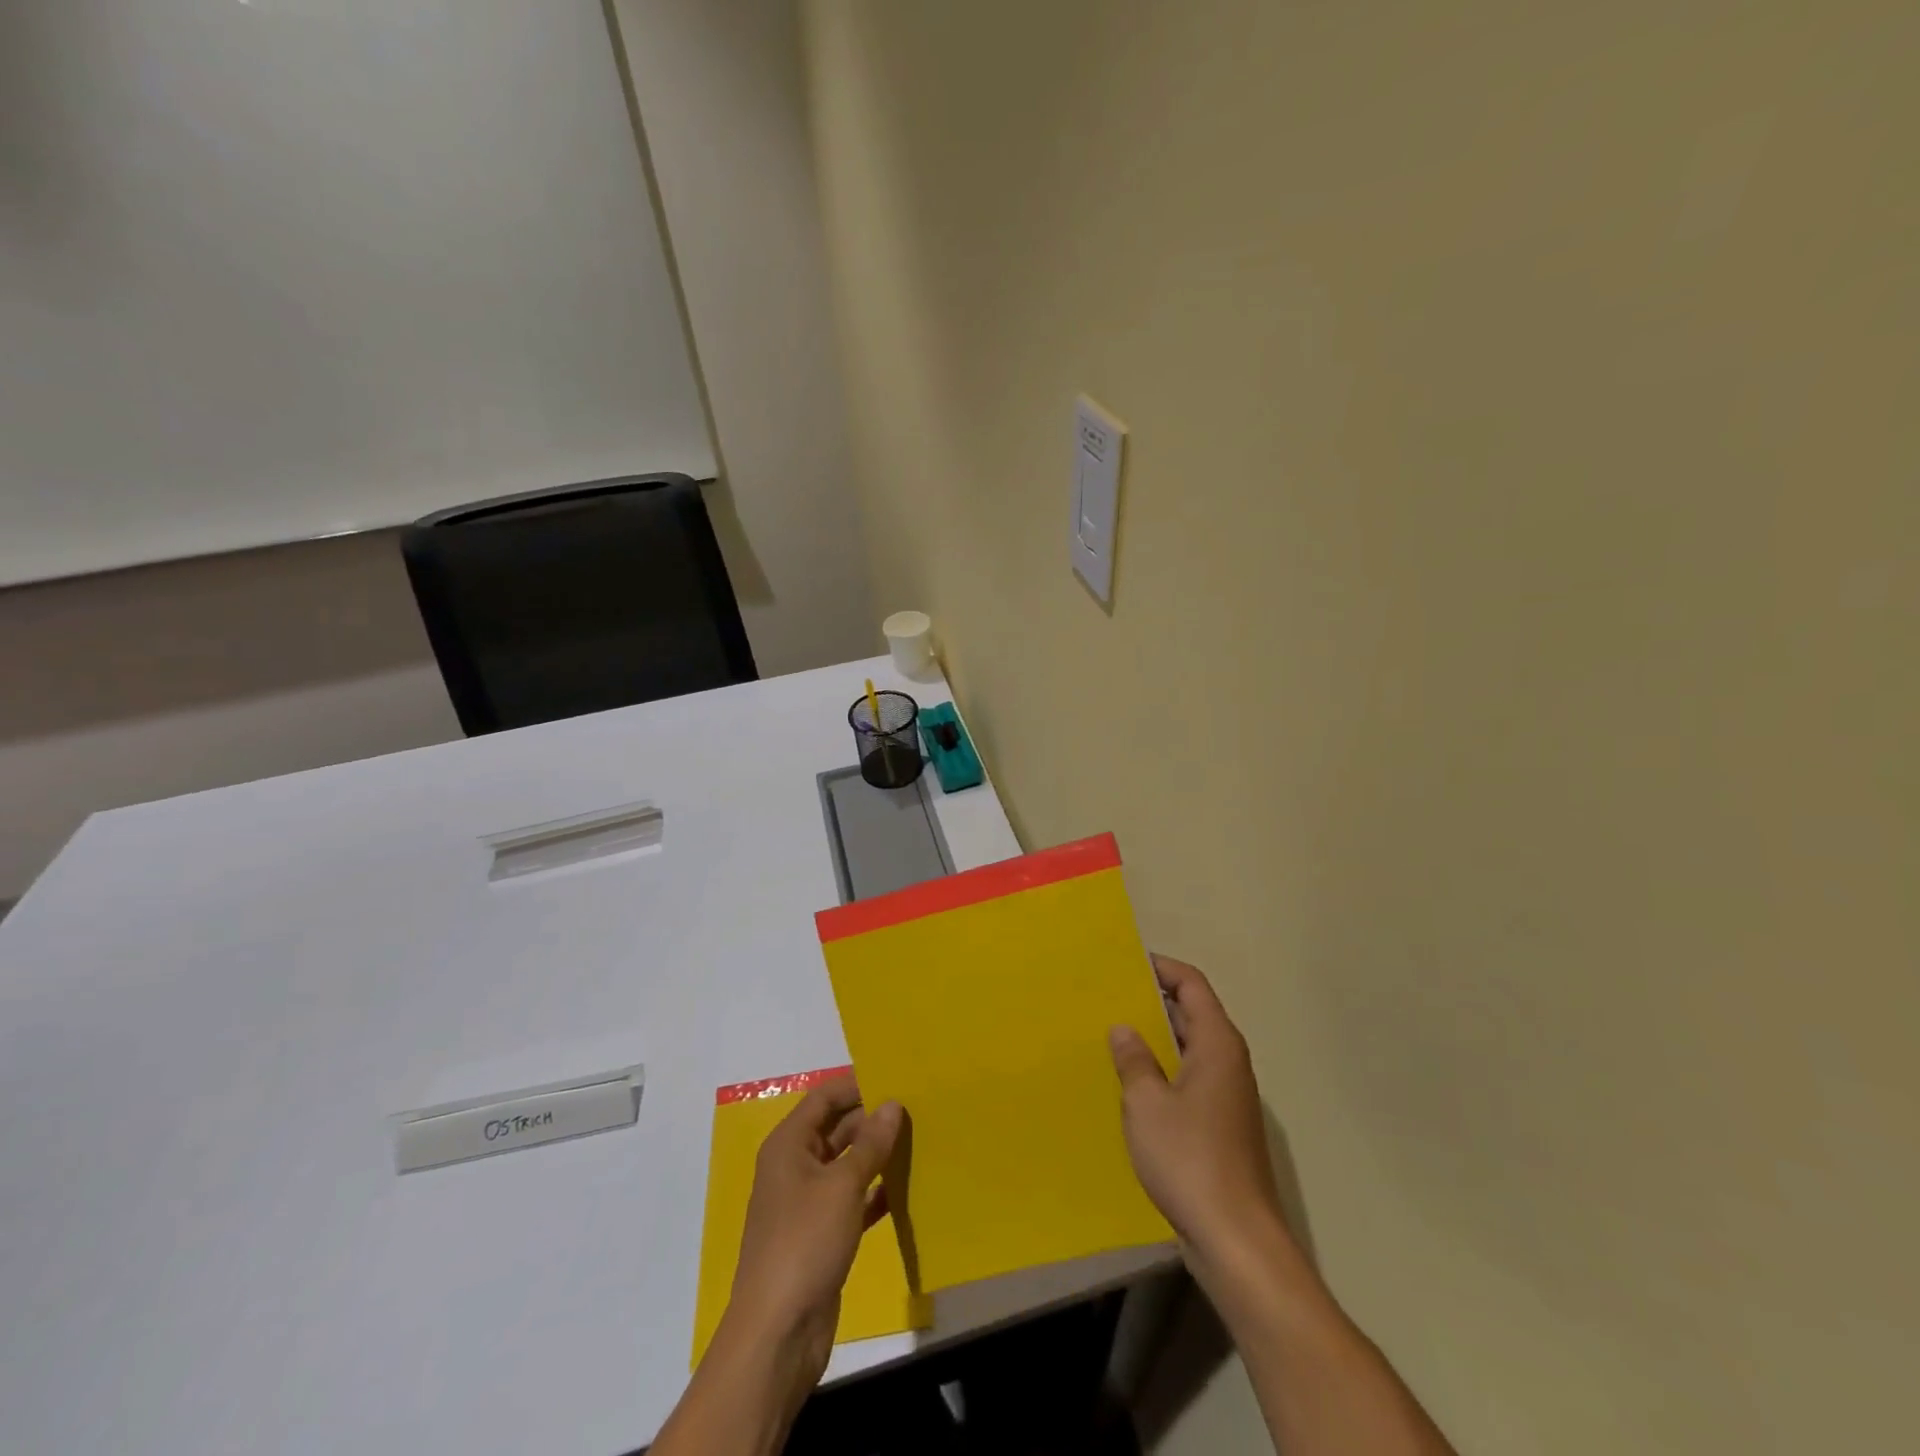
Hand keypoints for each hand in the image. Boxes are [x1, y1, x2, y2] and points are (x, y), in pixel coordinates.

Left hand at [717, 1077, 902, 1399]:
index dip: (856, 1084)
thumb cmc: (805, 1242)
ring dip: (877, 1155)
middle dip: (871, 1119)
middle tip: (916, 1108)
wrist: (778, 1332)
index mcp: (789, 1145)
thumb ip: (870, 1143)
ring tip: (918, 1140)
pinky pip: (852, 1200)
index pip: (824, 1098)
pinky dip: (875, 1192)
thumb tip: (892, 1104)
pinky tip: (906, 1187)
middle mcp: (795, 1167)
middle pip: (836, 1129)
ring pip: (846, 1165)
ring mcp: (807, 1203)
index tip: (895, 1076)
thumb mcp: (842, 1185)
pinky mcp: (822, 1235)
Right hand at [1109, 956, 1285, 1273]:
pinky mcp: (1223, 1126)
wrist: (1237, 1240)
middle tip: (1109, 998)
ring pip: (1190, 1049)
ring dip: (1156, 1040)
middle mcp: (1229, 1062)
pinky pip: (1190, 1080)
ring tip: (1113, 1036)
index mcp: (1218, 1044)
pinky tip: (1132, 1086)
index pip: (1192, 985)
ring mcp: (1229, 1096)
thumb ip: (1134, 1059)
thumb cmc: (1190, 1158)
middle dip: (1154, 1002)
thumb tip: (1124, 1028)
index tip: (1125, 962)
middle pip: (1193, 1013)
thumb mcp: (1146, 1103)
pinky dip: (1164, 1072)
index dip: (1162, 967)